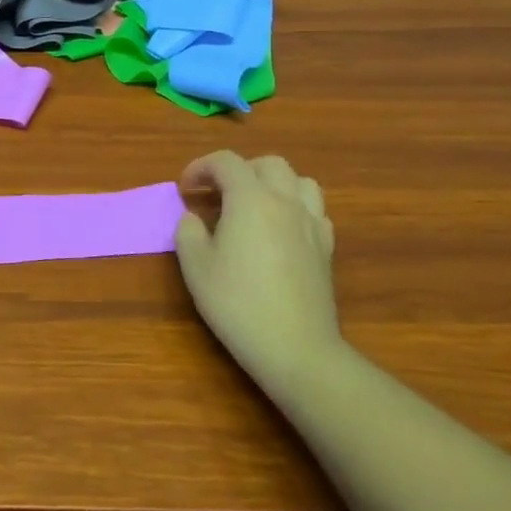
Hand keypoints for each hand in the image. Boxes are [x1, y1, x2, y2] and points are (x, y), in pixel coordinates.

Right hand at [175, 151, 339, 385]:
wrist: (295, 348)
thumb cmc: (237, 303)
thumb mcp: (195, 266)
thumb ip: (188, 231)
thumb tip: (194, 217)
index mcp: (251, 200)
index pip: (226, 162)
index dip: (200, 167)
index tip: (184, 188)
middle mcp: (286, 202)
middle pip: (268, 164)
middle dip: (239, 170)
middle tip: (217, 193)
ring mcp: (311, 224)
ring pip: (300, 181)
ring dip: (273, 184)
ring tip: (253, 205)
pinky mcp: (326, 248)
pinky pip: (314, 210)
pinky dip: (295, 208)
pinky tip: (279, 230)